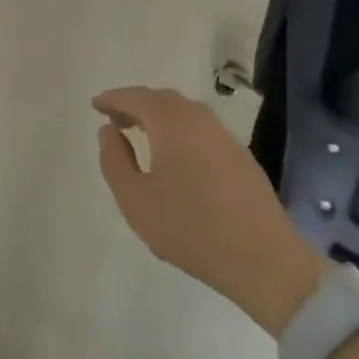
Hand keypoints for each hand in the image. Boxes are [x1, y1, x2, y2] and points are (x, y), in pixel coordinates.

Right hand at [93, 87, 326, 336]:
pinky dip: (179, 131)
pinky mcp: (242, 158)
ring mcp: (225, 138)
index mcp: (172, 123)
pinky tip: (174, 155)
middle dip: (136, 104)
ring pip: (186, 114)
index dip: (113, 99)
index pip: (137, 98)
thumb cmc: (189, 228)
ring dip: (159, 117)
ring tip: (140, 134)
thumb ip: (114, 160)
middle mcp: (200, 120)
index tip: (95, 105)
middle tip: (114, 118)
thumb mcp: (134, 199)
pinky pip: (201, 130)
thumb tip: (109, 131)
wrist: (263, 261)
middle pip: (163, 100)